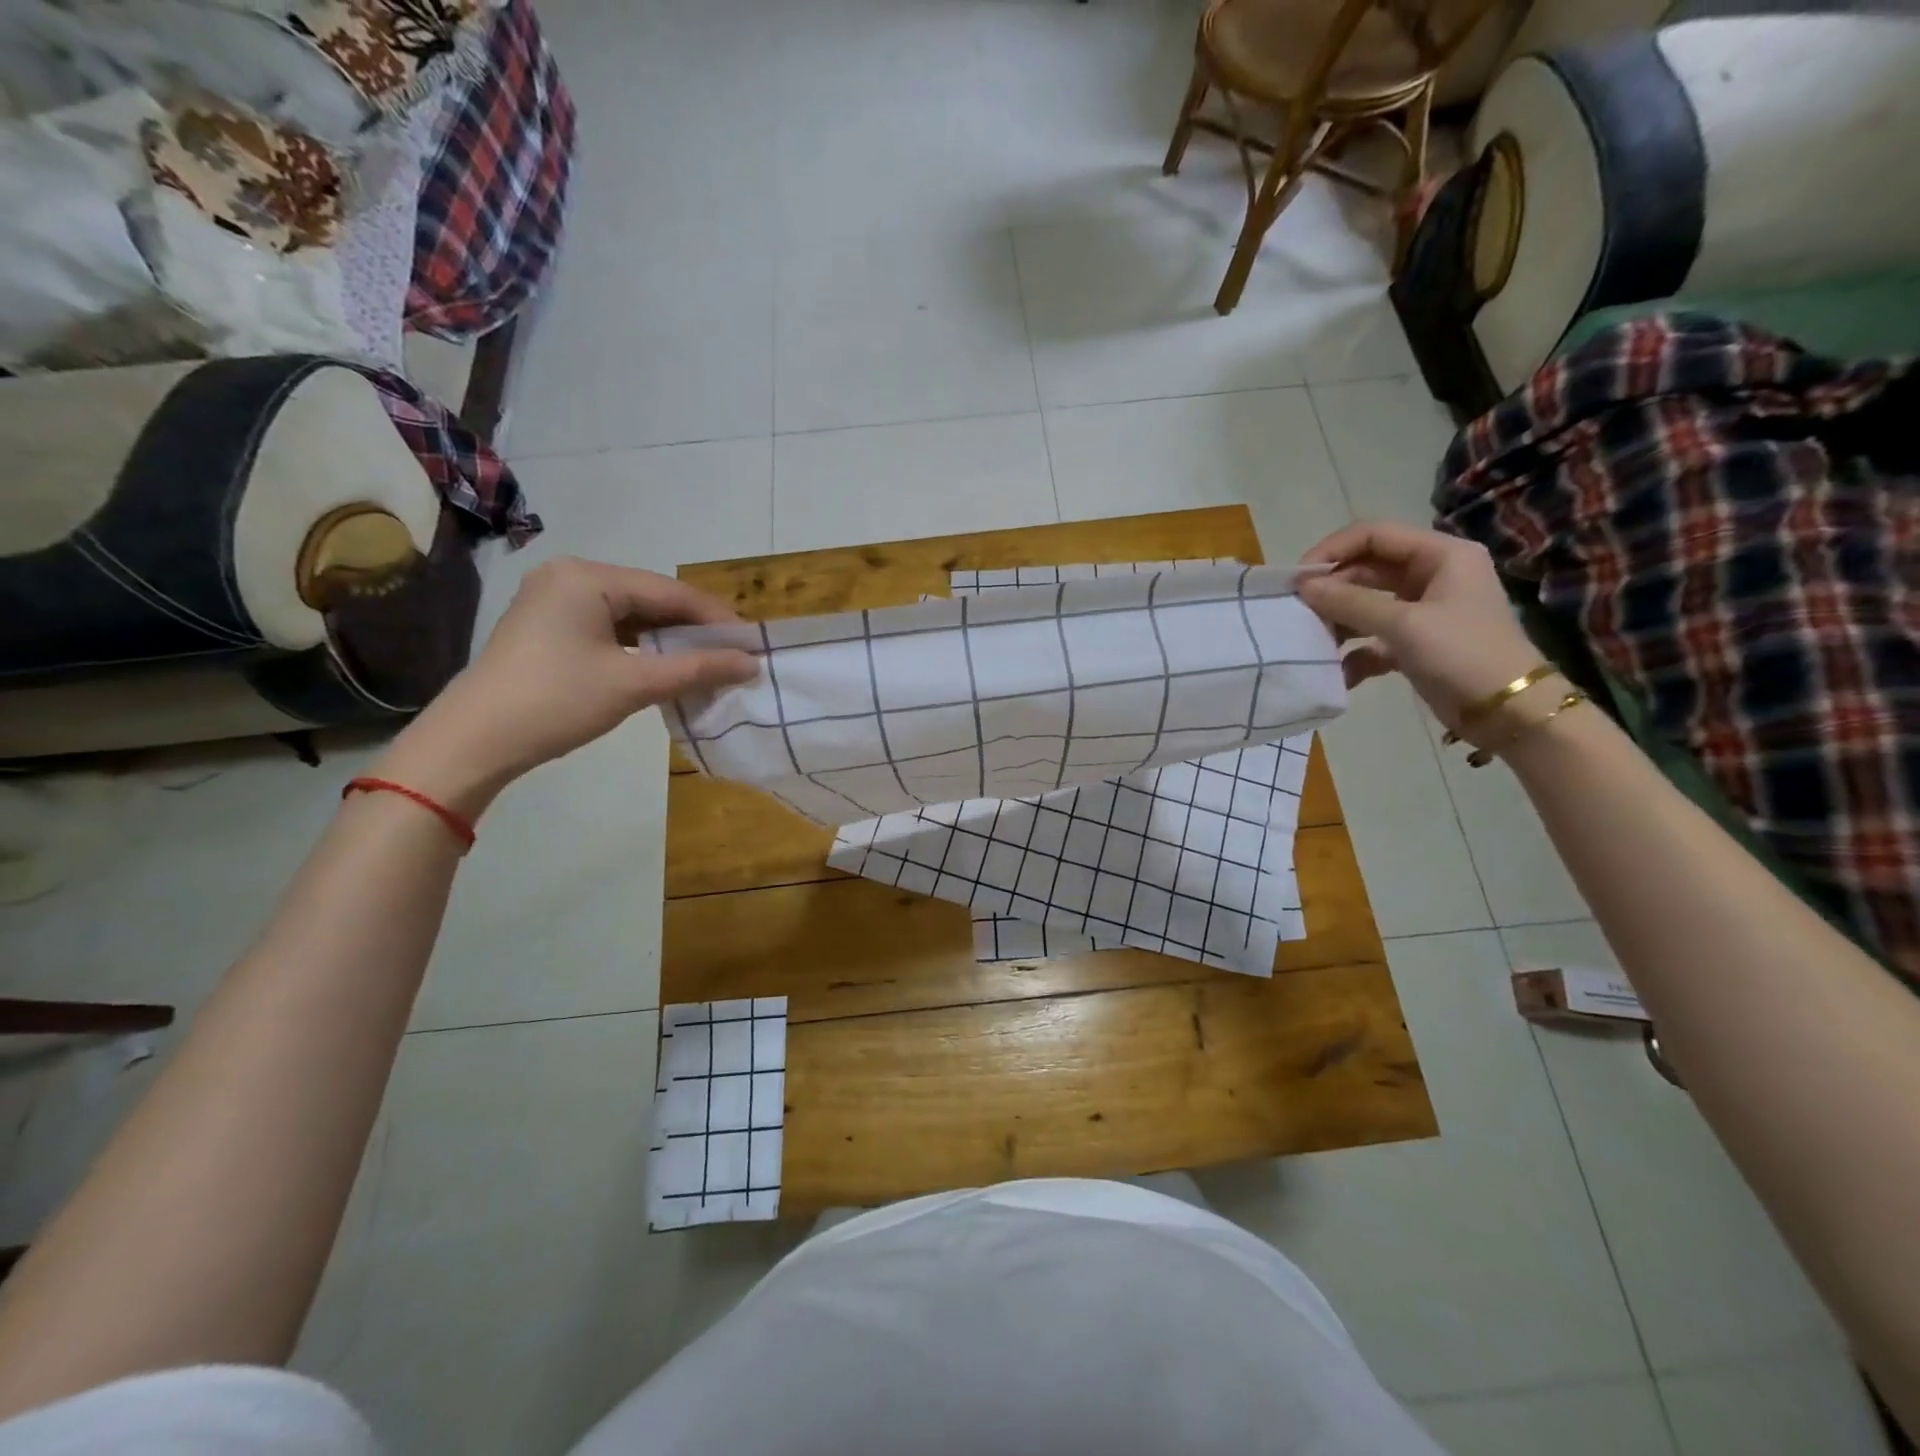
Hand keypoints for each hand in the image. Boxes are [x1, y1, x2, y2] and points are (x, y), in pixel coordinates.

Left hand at [377, 557, 758, 813]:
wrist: (474, 742)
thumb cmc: (557, 702)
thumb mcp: (633, 684)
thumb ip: (697, 669)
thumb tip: (751, 663)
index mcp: (588, 578)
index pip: (670, 591)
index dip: (715, 618)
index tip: (752, 644)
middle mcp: (572, 577)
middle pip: (651, 599)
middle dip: (694, 629)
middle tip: (734, 656)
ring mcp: (556, 601)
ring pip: (632, 615)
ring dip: (670, 640)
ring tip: (708, 663)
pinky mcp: (550, 627)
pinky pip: (610, 628)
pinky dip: (641, 647)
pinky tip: (666, 666)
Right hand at [1296, 522, 1541, 731]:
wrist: (1508, 712)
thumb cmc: (1463, 654)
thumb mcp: (1404, 624)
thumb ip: (1350, 602)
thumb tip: (1303, 586)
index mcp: (1441, 555)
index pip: (1374, 535)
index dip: (1333, 550)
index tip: (1299, 578)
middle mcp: (1432, 575)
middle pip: (1366, 569)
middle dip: (1332, 589)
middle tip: (1298, 612)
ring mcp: (1423, 610)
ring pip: (1366, 604)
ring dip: (1338, 621)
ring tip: (1312, 641)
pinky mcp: (1415, 643)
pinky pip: (1372, 638)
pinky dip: (1353, 653)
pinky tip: (1338, 673)